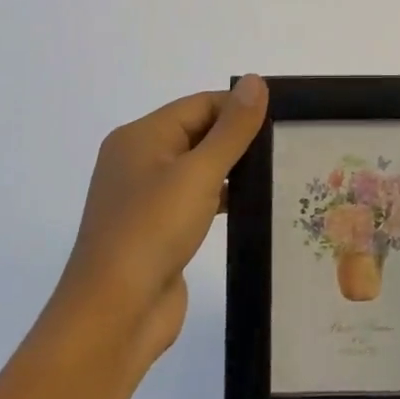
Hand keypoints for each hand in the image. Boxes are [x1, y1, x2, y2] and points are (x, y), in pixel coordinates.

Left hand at [50, 75, 268, 376]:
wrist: (113, 317)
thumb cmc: (152, 232)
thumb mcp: (198, 173)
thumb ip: (232, 129)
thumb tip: (256, 81)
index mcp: (140, 136)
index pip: (200, 104)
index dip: (239, 108)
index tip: (283, 119)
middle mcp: (138, 159)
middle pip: (198, 132)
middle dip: (238, 138)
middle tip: (287, 145)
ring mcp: (145, 197)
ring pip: (198, 167)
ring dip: (232, 170)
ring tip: (279, 172)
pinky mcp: (156, 230)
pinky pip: (194, 199)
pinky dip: (221, 198)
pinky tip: (253, 206)